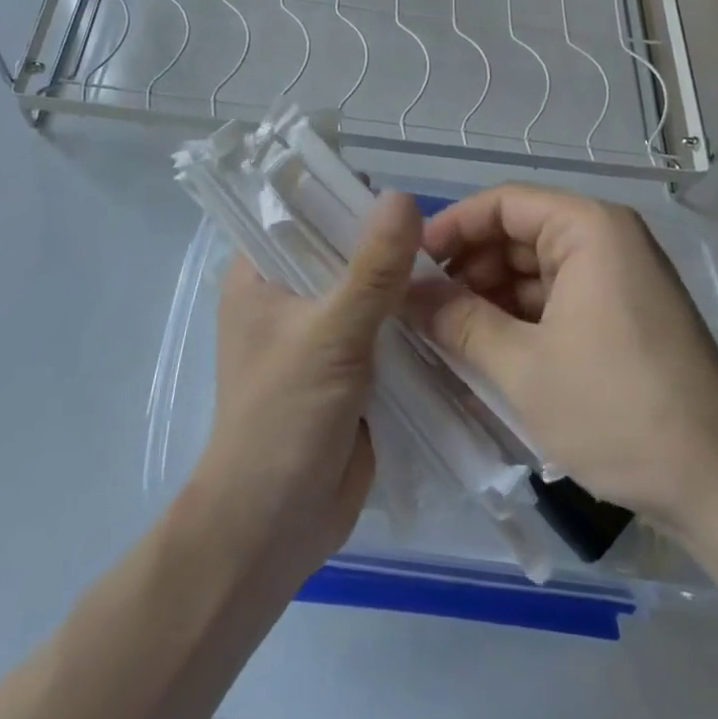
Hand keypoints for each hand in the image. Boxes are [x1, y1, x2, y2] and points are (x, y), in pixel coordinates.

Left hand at [191, 192, 420, 583]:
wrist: (274, 527)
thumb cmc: (283, 419)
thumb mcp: (330, 334)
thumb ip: (372, 268)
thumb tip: (405, 197)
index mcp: (259, 275)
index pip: (299, 212)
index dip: (344, 195)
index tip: (400, 191)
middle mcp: (286, 296)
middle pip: (340, 250)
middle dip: (387, 242)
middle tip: (444, 229)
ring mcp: (319, 334)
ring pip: (367, 290)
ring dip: (405, 283)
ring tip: (459, 261)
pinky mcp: (348, 369)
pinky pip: (384, 330)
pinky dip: (412, 322)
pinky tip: (453, 307)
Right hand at [417, 184, 717, 549]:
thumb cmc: (618, 411)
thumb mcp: (523, 367)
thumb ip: (457, 321)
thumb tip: (405, 293)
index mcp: (590, 230)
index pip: (503, 203)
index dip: (451, 227)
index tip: (409, 264)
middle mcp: (608, 241)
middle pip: (518, 234)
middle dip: (467, 268)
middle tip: (420, 307)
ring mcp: (619, 280)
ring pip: (534, 271)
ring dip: (489, 298)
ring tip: (444, 335)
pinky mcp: (623, 316)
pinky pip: (557, 300)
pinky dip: (519, 320)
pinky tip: (485, 352)